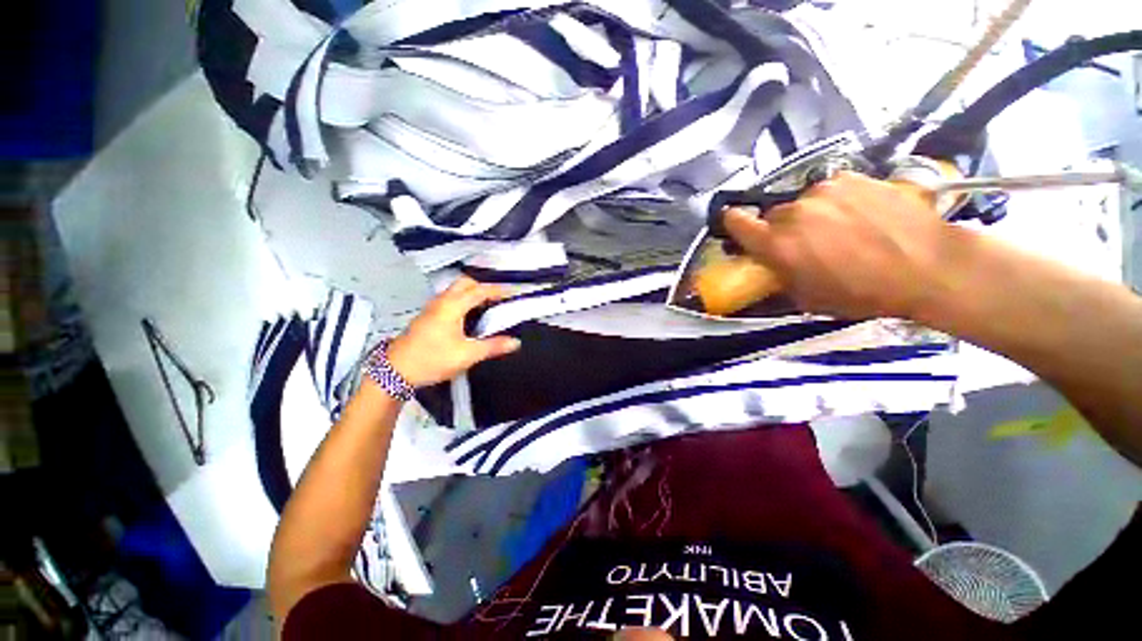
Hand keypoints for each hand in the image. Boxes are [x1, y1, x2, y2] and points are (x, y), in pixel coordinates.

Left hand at [385, 277, 521, 387]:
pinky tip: (471, 314)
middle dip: (484, 286)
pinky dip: (464, 299)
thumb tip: (515, 342)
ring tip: (489, 303)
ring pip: (456, 290)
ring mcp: (433, 307)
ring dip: (473, 292)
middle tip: (500, 296)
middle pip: (465, 283)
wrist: (396, 371)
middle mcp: (442, 301)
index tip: (514, 292)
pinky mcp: (428, 315)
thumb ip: (492, 346)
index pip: (480, 290)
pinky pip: (451, 298)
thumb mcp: (466, 355)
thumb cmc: (432, 360)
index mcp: (452, 306)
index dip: (499, 290)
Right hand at [724, 171, 954, 319]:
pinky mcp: (852, 177)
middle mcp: (793, 212)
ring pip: (802, 202)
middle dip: (781, 229)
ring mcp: (824, 190)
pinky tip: (860, 214)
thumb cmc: (862, 292)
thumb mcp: (808, 298)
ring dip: (810, 214)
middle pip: (773, 215)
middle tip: (805, 242)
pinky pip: (830, 190)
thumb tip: (769, 265)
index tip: (738, 227)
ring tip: (840, 228)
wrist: (928, 265)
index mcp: (777, 244)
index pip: (735, 221)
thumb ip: (779, 276)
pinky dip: (836, 201)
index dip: (732, 223)